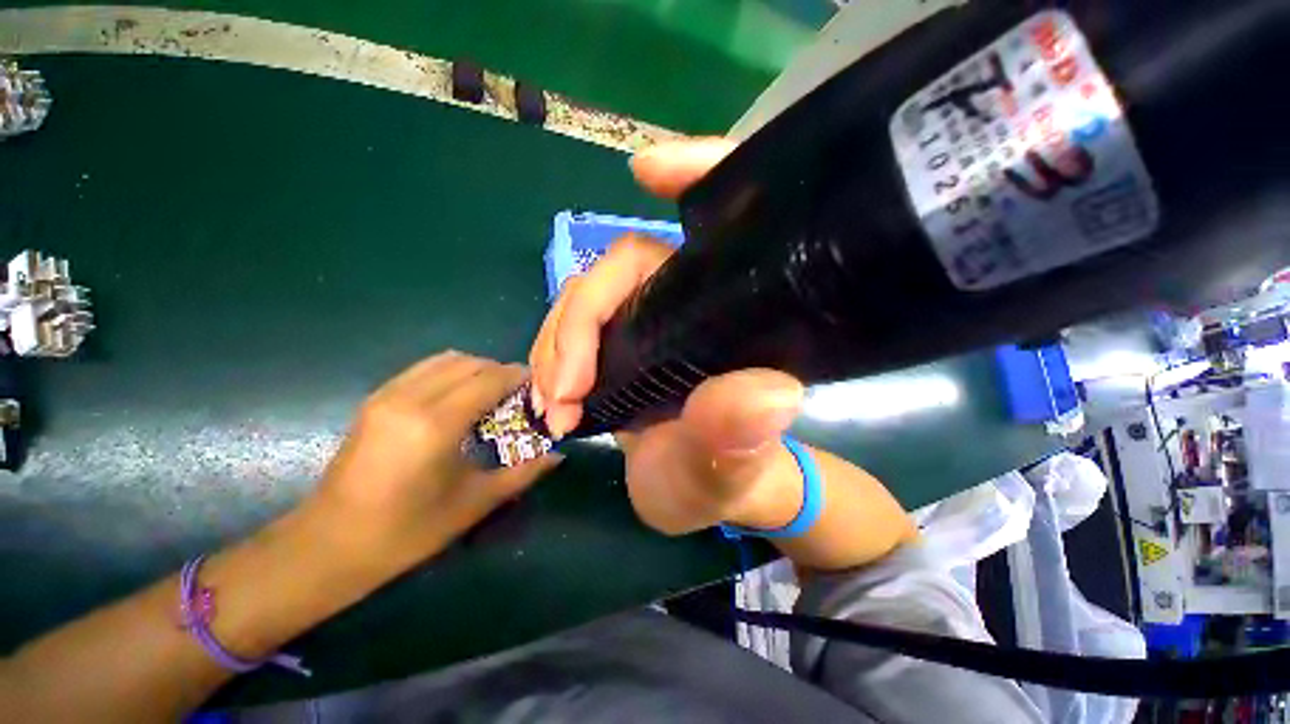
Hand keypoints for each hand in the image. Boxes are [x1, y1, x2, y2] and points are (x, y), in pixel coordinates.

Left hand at [309, 352, 560, 572]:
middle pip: (471, 363)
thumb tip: (558, 455)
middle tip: (518, 396)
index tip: (539, 388)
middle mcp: (411, 398)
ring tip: (491, 396)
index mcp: (436, 424)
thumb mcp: (474, 503)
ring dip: (477, 370)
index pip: (490, 379)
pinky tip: (459, 400)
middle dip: (501, 372)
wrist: (329, 545)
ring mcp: (388, 395)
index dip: (520, 377)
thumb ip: (523, 473)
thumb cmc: (407, 531)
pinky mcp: (376, 399)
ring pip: (447, 359)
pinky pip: (425, 369)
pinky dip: (452, 373)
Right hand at [529, 139, 806, 535]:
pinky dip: (555, 356)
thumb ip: (741, 438)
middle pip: (624, 268)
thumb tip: (770, 395)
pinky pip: (578, 328)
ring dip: (558, 346)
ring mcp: (650, 321)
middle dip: (580, 322)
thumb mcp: (731, 471)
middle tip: (563, 392)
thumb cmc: (729, 480)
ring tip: (554, 405)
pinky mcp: (621, 344)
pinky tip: (552, 396)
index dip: (696, 177)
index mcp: (734, 319)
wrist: (702, 497)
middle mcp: (692, 305)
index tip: (645, 171)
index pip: (724, 228)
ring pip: (590, 298)